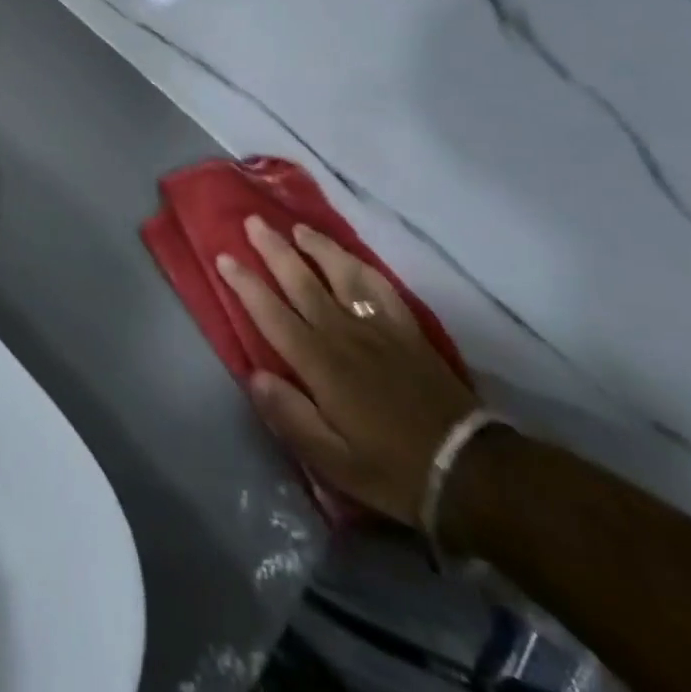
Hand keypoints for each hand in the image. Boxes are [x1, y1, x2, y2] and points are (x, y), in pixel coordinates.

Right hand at [217, 215, 477, 526]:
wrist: (466, 470)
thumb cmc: (390, 469)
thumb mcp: (333, 461)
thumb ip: (290, 416)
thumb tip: (254, 375)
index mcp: (320, 364)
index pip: (272, 314)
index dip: (246, 284)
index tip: (224, 257)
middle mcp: (344, 334)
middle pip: (302, 281)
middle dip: (273, 249)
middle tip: (252, 221)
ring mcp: (378, 326)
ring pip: (340, 273)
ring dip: (316, 246)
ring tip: (296, 227)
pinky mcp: (407, 329)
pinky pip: (380, 286)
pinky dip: (361, 265)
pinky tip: (350, 257)